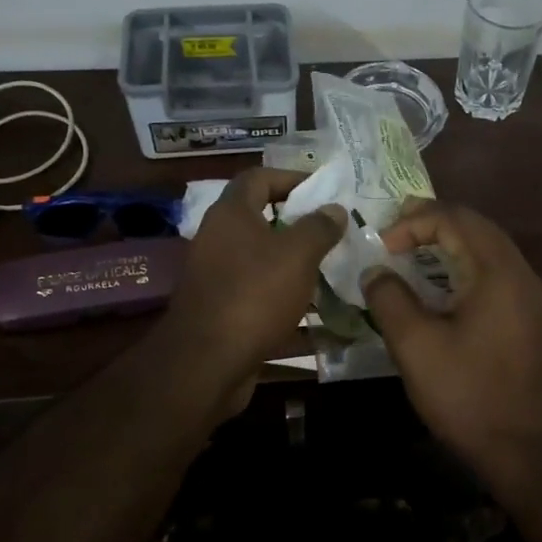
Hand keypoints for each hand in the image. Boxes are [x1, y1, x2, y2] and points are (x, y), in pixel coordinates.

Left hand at [156, 167, 345, 412]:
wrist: (206, 363)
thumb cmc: (254, 294)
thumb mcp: (298, 254)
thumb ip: (319, 227)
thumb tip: (334, 209)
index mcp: (231, 214)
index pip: (259, 178)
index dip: (291, 177)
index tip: (323, 190)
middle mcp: (218, 239)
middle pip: (260, 219)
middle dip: (298, 224)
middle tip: (333, 232)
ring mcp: (217, 276)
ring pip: (262, 260)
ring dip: (294, 264)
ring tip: (331, 271)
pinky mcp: (221, 310)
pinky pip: (259, 295)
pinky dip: (286, 299)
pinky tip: (317, 315)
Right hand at [362, 200, 541, 476]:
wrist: (532, 452)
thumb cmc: (470, 395)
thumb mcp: (416, 347)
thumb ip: (390, 300)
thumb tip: (376, 272)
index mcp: (498, 271)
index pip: (455, 219)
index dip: (414, 221)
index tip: (383, 244)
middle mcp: (522, 275)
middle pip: (477, 228)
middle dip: (434, 223)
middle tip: (396, 233)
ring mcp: (532, 299)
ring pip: (490, 251)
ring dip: (451, 245)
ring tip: (415, 254)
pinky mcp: (533, 322)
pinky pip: (497, 276)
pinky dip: (466, 269)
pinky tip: (444, 291)